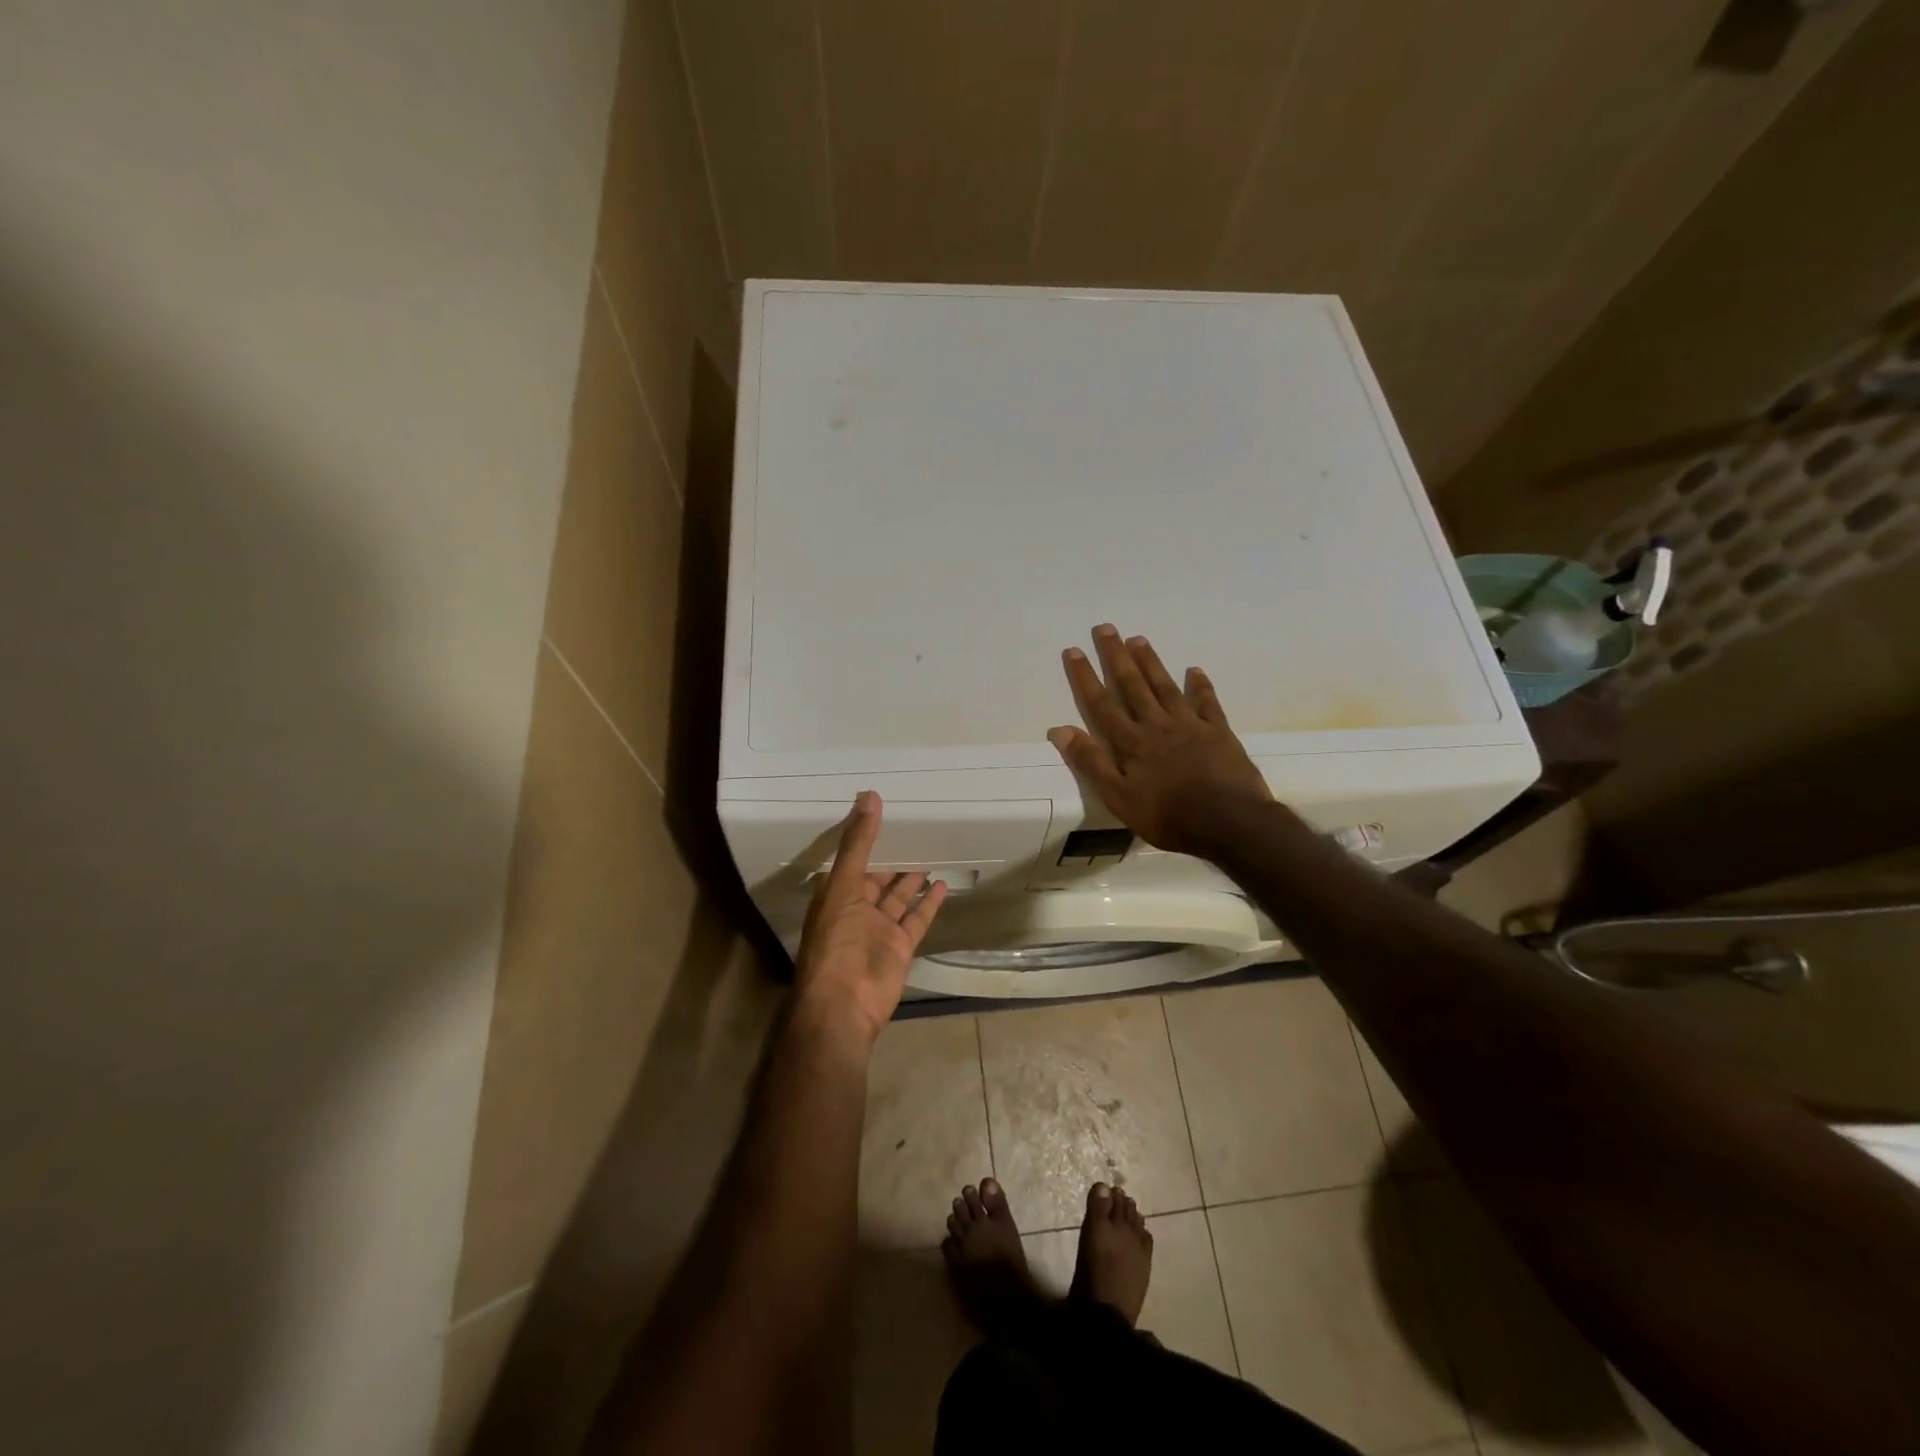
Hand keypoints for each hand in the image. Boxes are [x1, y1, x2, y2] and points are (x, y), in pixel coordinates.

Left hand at [793, 792, 947, 1047]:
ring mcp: (880, 929)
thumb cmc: (836, 940)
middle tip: (915, 831)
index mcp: (836, 894)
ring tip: (932, 852)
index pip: (853, 860)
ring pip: (899, 898)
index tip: (885, 814)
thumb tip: (869, 797)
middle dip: (893, 859)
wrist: (844, 1003)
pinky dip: (929, 903)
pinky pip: (917, 919)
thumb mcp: (843, 884)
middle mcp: (857, 910)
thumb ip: (858, 843)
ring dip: (912, 879)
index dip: (867, 840)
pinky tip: (942, 884)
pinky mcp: (901, 947)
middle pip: (878, 879)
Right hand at [1049, 624, 1271, 856]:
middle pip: (1132, 685)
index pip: (1102, 704)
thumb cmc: (1168, 816)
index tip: (1075, 650)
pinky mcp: (1218, 732)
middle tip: (1105, 628)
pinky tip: (1194, 670)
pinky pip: (1207, 702)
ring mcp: (1190, 725)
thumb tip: (1061, 730)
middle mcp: (1156, 725)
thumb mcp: (1118, 798)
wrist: (1229, 822)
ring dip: (1150, 662)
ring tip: (1138, 639)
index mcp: (1131, 743)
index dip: (1086, 677)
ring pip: (1165, 686)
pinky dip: (1200, 685)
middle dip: (1116, 656)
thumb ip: (1091, 763)